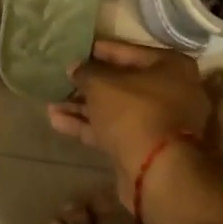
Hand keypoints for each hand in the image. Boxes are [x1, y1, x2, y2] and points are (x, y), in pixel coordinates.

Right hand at [47, 39, 211, 194]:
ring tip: (51, 104)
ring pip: (115, 109)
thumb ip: (85, 71)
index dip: (97, 51)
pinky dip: (89, 126)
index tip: (75, 51)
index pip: (127, 51)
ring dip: (83, 107)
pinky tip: (58, 122)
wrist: (157, 173)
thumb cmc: (134, 113)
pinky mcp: (146, 147)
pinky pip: (114, 129)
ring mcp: (160, 122)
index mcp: (171, 67)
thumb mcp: (101, 84)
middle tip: (62, 80)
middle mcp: (171, 92)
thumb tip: (75, 68)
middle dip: (88, 85)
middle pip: (122, 83)